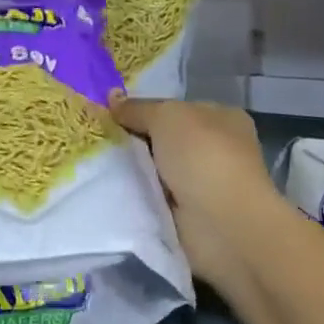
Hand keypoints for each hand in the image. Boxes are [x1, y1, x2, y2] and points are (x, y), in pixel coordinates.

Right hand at [109, 94, 289, 297]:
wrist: (223, 225)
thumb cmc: (203, 156)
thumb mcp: (166, 117)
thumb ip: (138, 108)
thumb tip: (112, 97)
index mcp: (223, 119)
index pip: (177, 108)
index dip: (146, 109)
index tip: (113, 113)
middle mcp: (218, 150)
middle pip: (165, 139)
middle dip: (136, 140)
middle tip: (102, 137)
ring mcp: (206, 185)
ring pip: (158, 169)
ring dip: (135, 170)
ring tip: (99, 162)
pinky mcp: (191, 216)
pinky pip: (155, 198)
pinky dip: (139, 197)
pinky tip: (113, 189)